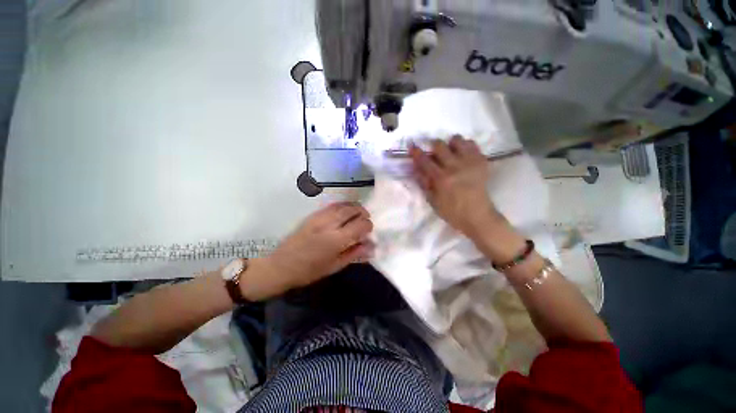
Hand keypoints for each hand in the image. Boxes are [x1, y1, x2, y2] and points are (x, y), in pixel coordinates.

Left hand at [241, 202, 373, 300]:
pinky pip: (332, 205)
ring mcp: (320, 217)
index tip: (368, 231)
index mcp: (336, 240)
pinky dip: (342, 206)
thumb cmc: (310, 271)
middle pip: (353, 210)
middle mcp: (329, 224)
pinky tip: (344, 212)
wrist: (281, 265)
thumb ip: (354, 254)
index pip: (360, 225)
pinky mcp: (313, 215)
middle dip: (363, 213)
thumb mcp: (335, 266)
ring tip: (358, 214)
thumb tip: (371, 246)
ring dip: (354, 207)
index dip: (368, 226)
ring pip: (343, 205)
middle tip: (366, 219)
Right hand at [409, 136, 502, 237]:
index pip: (424, 161)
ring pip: (457, 140)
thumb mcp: (432, 201)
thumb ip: (423, 183)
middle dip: (433, 145)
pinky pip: (472, 144)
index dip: (416, 152)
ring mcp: (469, 162)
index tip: (412, 145)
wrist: (478, 216)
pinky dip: (465, 146)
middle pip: (440, 145)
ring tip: (450, 151)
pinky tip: (463, 155)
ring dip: (450, 144)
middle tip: (433, 151)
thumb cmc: (452, 211)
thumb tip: (416, 168)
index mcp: (441, 179)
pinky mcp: (481, 162)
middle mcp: (454, 167)